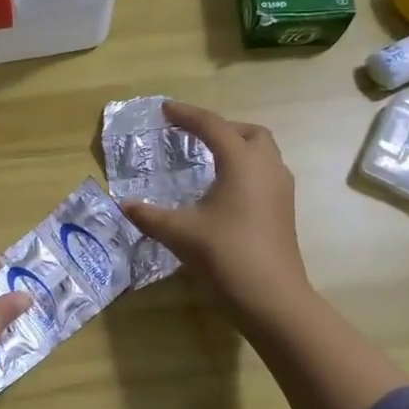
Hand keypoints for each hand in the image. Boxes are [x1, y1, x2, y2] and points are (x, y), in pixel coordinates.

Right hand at [119, 101, 309, 316]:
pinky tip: (226, 191)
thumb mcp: (180, 233)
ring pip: (263, 153)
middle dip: (221, 128)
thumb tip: (124, 205)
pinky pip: (266, 174)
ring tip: (209, 160)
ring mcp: (280, 190)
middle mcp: (266, 168)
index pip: (212, 126)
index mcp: (242, 162)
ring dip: (238, 147)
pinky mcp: (284, 210)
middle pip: (248, 133)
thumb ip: (150, 215)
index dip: (187, 115)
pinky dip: (246, 169)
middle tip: (194, 136)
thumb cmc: (226, 255)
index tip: (165, 110)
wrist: (272, 298)